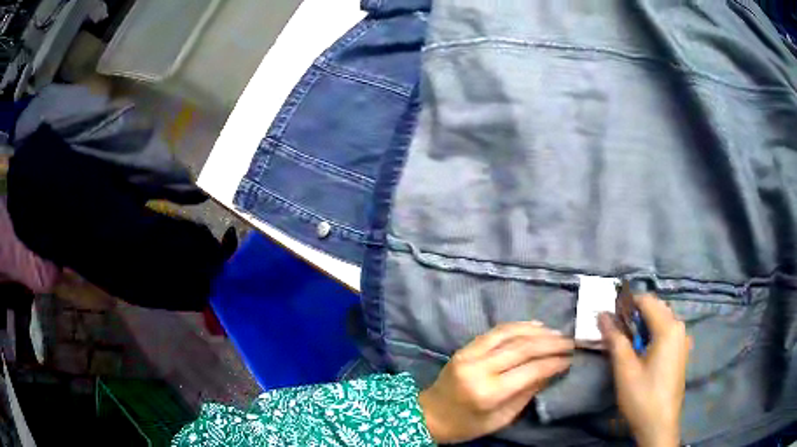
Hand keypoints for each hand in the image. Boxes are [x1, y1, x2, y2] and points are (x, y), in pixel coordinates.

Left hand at [419, 322, 573, 443]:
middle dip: (550, 343)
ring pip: (509, 334)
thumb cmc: (466, 425)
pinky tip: (534, 327)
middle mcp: (479, 369)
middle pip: (522, 348)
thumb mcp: (501, 418)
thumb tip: (552, 371)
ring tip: (556, 333)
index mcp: (488, 393)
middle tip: (569, 342)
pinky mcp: (465, 347)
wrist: (429, 415)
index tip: (570, 358)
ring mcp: (469, 354)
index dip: (553, 362)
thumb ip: (527, 393)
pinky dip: (518, 326)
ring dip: (536, 331)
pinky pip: (495, 331)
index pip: (530, 370)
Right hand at [599, 294, 690, 446]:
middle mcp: (679, 327)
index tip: (609, 316)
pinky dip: (653, 334)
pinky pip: (667, 332)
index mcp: (668, 328)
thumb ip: (615, 339)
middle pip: (656, 308)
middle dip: (635, 314)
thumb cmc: (642, 396)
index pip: (647, 301)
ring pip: (662, 320)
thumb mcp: (625, 369)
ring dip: (644, 325)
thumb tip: (602, 315)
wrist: (659, 424)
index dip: (626, 304)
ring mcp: (683, 340)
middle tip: (616, 331)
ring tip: (627, 343)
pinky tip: (642, 353)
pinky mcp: (681, 352)